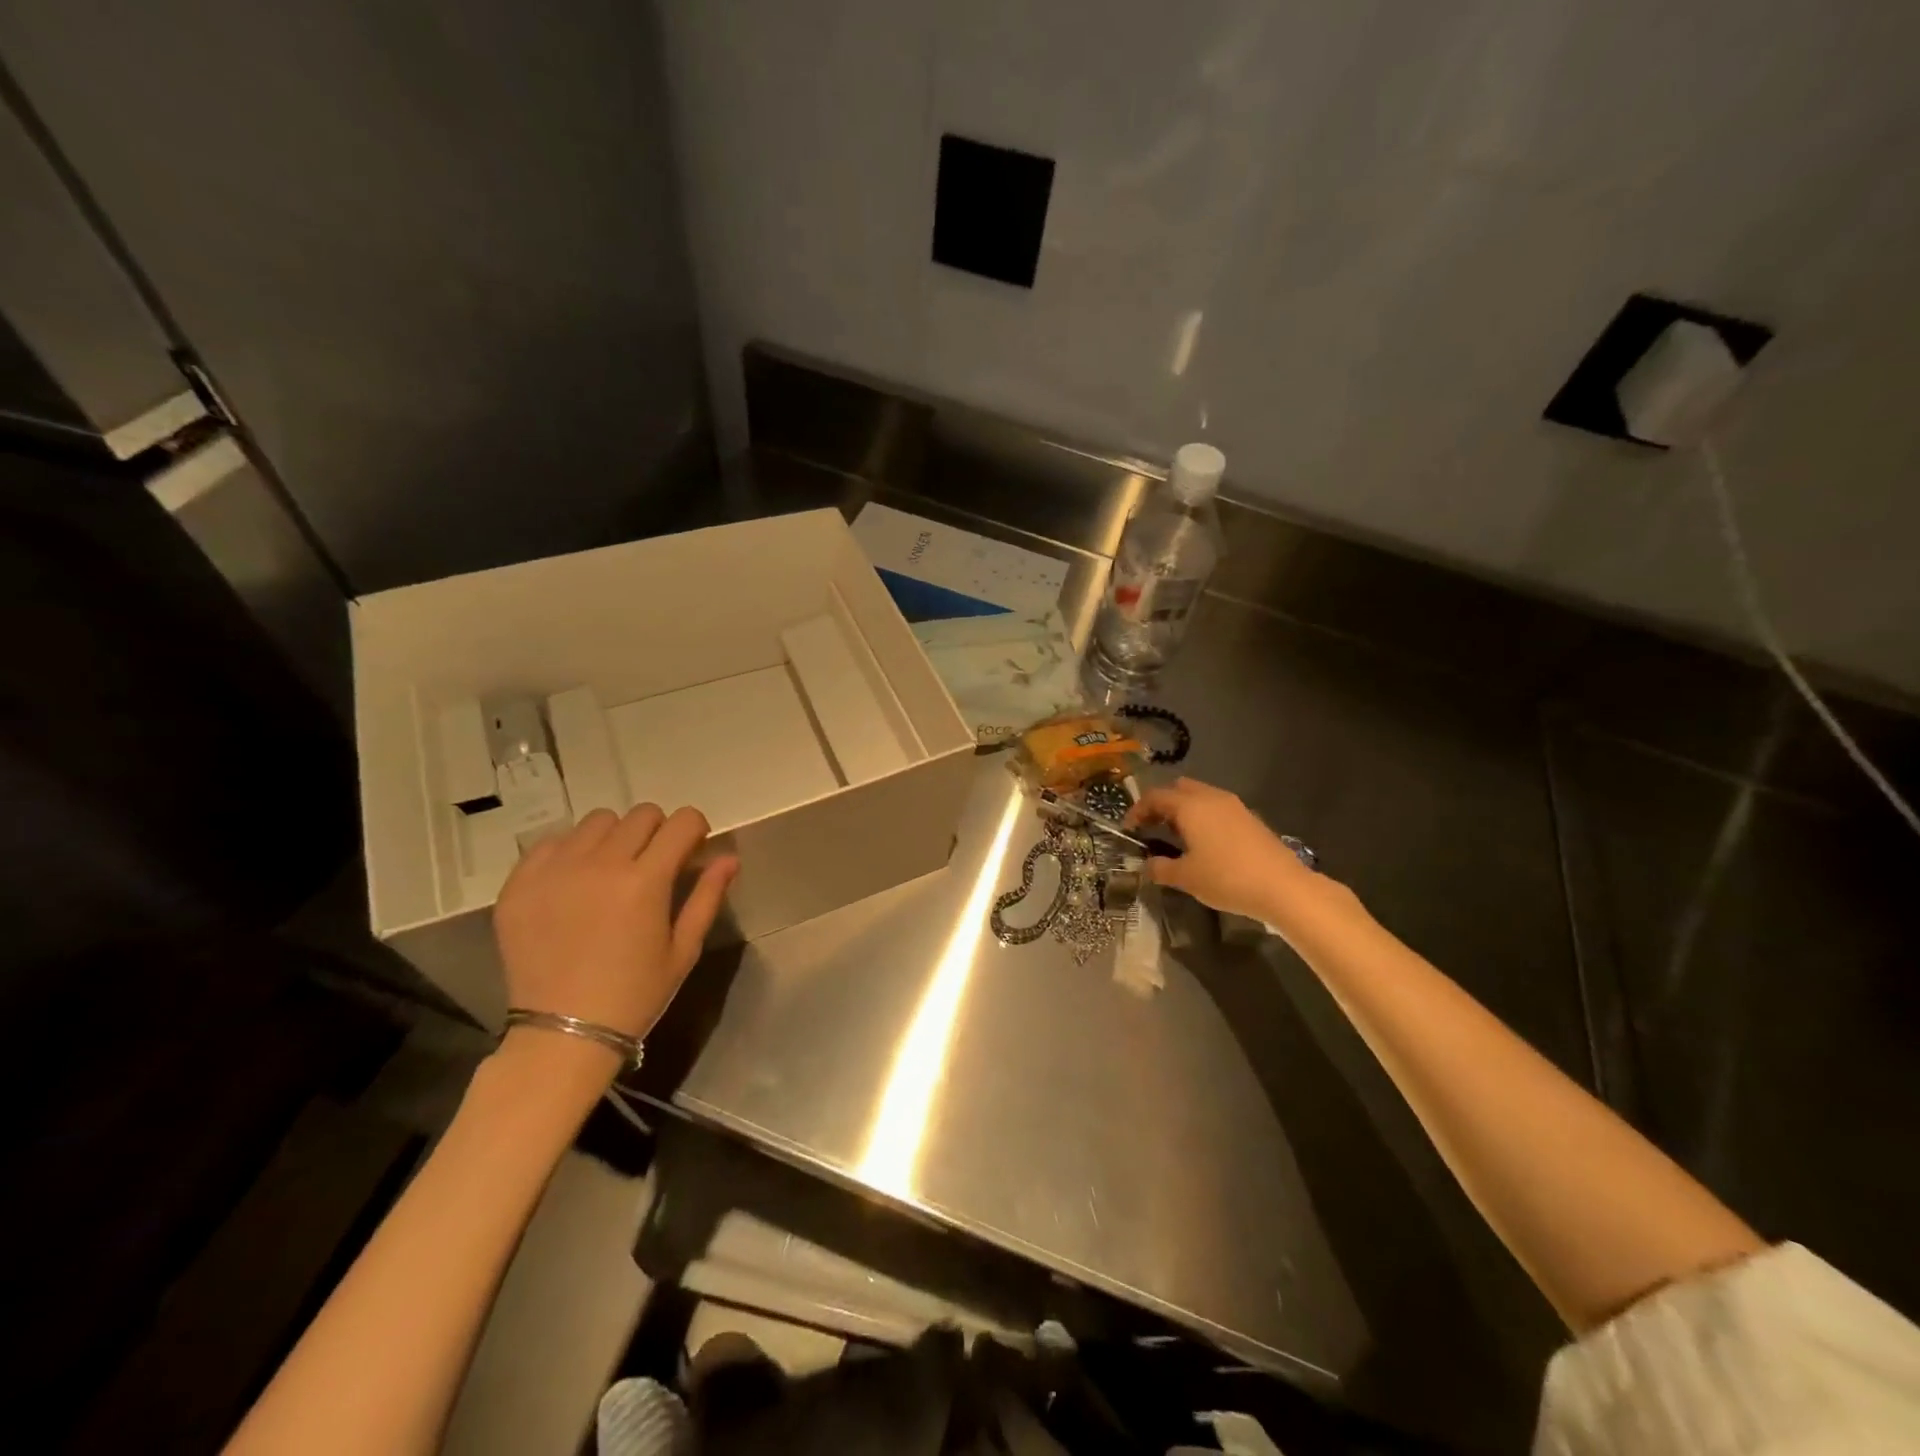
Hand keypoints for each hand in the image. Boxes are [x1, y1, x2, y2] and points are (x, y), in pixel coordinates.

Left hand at [493, 804, 737, 1044]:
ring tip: (611, 869)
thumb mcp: (683, 950)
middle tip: (653, 864)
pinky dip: (571, 851)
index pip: (681, 821)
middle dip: (657, 831)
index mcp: (646, 880)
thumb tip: (729, 857)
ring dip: (614, 837)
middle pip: (641, 814)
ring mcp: (555, 870)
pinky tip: (574, 882)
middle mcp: (600, 864)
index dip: (694, 830)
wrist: (562, 1034)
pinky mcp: (520, 883)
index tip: (691, 850)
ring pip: (597, 821)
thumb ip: (707, 896)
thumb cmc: (635, 995)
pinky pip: (552, 842)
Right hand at [1125, 777, 1320, 922]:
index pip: (1155, 797)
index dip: (1137, 810)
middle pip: (1178, 789)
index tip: (1129, 829)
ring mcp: (1234, 806)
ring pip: (1200, 797)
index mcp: (1190, 806)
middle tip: (1152, 827)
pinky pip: (1217, 808)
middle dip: (1162, 804)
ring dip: (1184, 810)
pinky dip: (1203, 817)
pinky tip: (1204, 843)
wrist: (1282, 886)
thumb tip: (1147, 865)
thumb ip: (1160, 868)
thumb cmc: (1226, 878)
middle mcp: (1211, 798)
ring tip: (1176, 837)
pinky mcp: (1250, 818)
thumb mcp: (1186, 877)